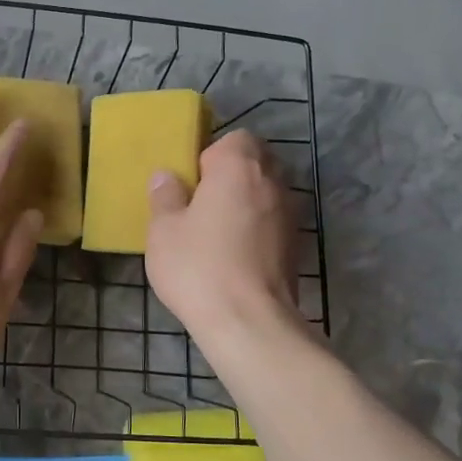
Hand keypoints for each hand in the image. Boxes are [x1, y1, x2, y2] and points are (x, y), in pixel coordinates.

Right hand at [145, 130, 299, 342]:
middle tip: (201, 204)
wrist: (249, 322)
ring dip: (247, 202)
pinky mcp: (297, 246)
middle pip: (257, 162)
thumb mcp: (164, 231)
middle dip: (232, 175)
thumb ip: (165, 197)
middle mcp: (273, 182)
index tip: (192, 181)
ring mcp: (291, 215)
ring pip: (267, 193)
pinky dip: (258, 229)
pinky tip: (236, 255)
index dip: (212, 154)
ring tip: (218, 231)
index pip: (236, 138)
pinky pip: (274, 222)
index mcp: (239, 167)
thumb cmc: (199, 267)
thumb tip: (167, 177)